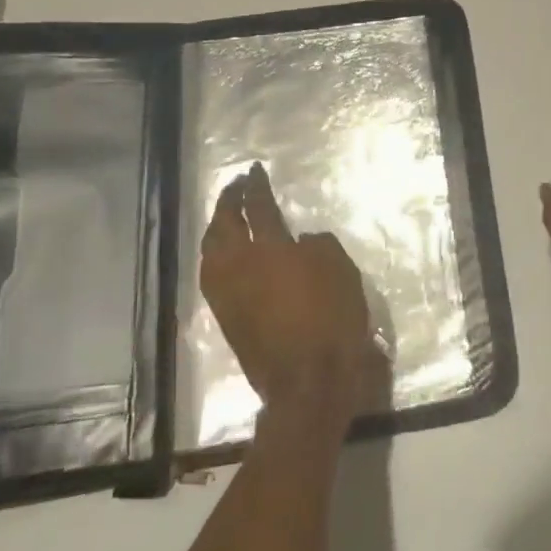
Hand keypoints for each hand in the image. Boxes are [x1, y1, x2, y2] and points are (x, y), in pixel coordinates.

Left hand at [200, 164, 384, 428]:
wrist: (309, 379)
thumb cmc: (331, 318)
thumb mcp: (340, 270)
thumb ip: (318, 246)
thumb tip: (298, 243)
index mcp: (269, 248)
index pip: (259, 207)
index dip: (257, 186)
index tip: (254, 170)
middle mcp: (239, 266)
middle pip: (223, 225)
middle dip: (227, 201)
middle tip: (235, 187)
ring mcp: (226, 294)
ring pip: (210, 251)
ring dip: (216, 229)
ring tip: (225, 218)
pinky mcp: (225, 318)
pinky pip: (211, 275)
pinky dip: (214, 256)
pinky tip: (224, 256)